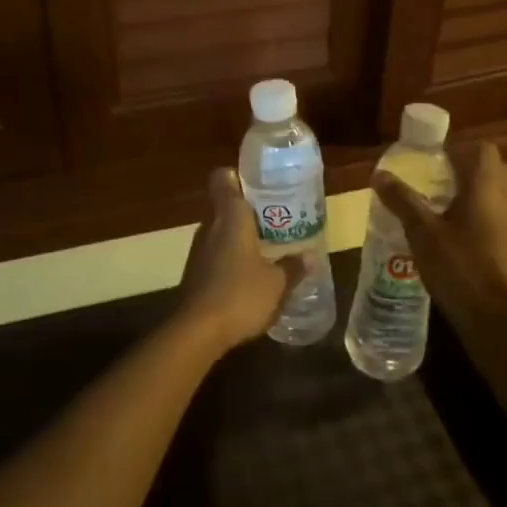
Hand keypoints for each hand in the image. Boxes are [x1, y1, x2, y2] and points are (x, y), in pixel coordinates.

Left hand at [176, 168, 309, 352]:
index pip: (224, 178)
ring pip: (221, 230)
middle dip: (249, 209)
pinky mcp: (195, 272)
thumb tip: (310, 257)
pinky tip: (250, 273)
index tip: (260, 181)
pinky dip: (232, 256)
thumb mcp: (277, 283)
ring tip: (269, 245)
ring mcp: (199, 250)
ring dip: (241, 235)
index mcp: (230, 216)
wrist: (197, 332)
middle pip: (226, 205)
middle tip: (277, 216)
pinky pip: (216, 253)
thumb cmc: (240, 295)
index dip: (238, 175)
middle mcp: (211, 226)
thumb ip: (293, 267)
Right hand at [372, 142, 506, 331]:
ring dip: (473, 195)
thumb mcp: (423, 234)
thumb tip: (379, 174)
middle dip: (462, 171)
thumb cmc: (462, 269)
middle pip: (489, 168)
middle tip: (431, 185)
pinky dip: (482, 217)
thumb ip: (402, 201)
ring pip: (497, 193)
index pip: (479, 149)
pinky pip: (501, 216)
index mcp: (487, 184)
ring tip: (440, 211)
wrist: (505, 321)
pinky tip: (457, 239)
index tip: (429, 163)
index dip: (455, 150)